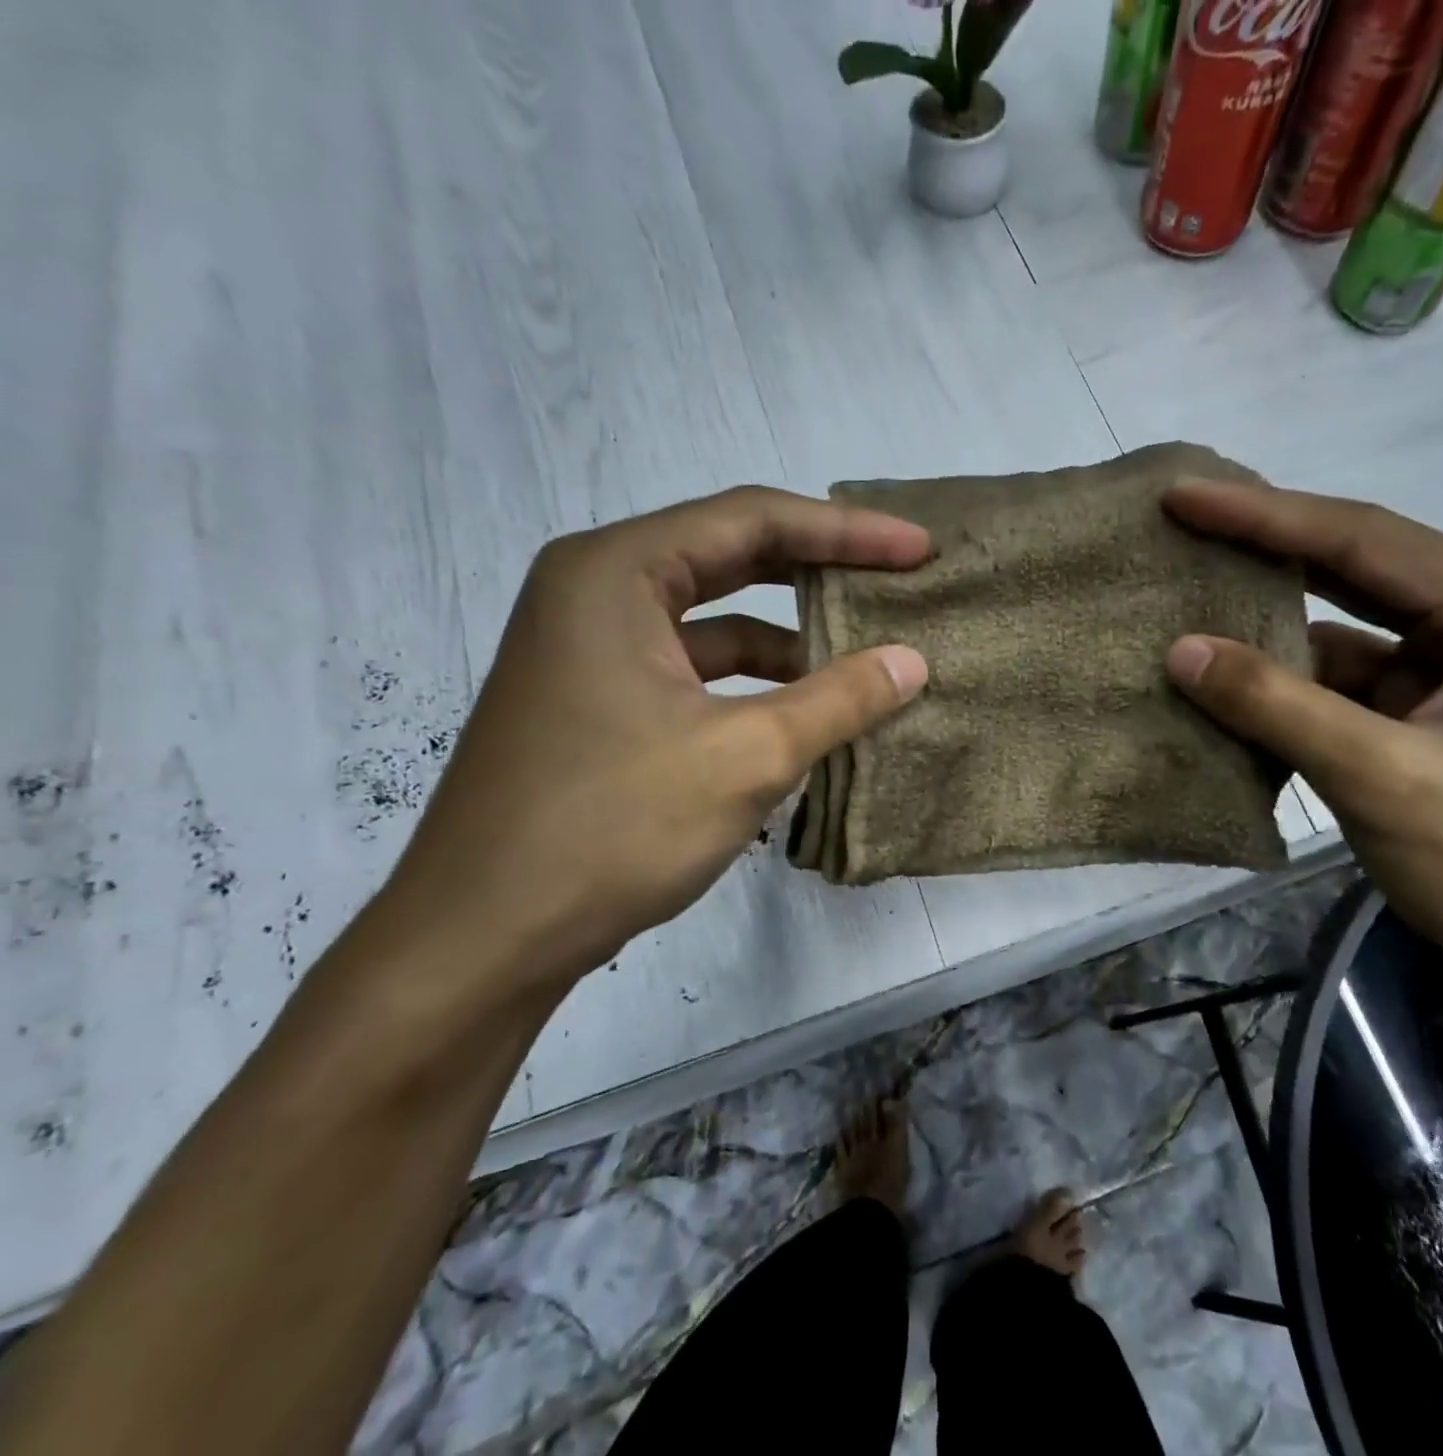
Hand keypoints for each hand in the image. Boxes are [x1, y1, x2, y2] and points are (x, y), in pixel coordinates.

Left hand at [381, 487, 930, 999]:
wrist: (484, 938)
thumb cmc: (611, 827)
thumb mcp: (746, 756)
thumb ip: (839, 700)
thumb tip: (913, 661)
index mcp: (616, 573)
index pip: (752, 520)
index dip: (847, 531)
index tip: (918, 550)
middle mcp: (596, 592)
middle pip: (731, 557)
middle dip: (820, 569)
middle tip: (898, 580)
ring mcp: (592, 650)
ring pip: (714, 619)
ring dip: (789, 636)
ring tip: (863, 656)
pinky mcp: (599, 703)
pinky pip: (694, 670)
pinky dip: (753, 683)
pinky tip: (804, 714)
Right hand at [1162, 480, 1442, 1007]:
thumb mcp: (1386, 779)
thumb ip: (1277, 707)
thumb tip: (1179, 650)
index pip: (1364, 541)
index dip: (1264, 515)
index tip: (1183, 497)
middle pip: (1357, 576)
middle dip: (1268, 559)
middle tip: (1182, 536)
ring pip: (1345, 644)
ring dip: (1272, 644)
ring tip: (1188, 622)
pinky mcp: (1433, 732)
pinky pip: (1346, 696)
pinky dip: (1290, 698)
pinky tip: (1232, 701)